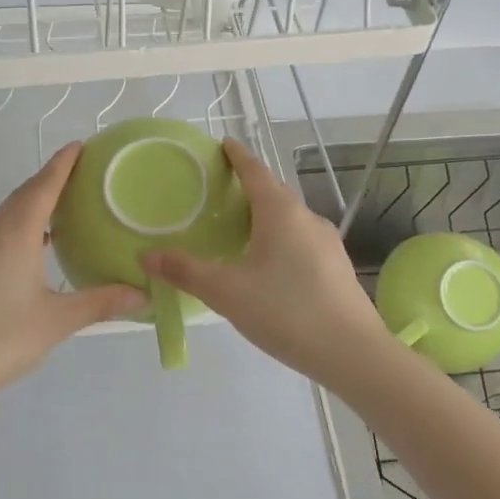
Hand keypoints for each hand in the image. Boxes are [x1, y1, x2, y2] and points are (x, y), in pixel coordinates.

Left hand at [0, 142, 145, 413]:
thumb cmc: (0, 340)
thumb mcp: (57, 321)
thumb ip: (101, 302)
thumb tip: (143, 294)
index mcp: (15, 231)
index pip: (44, 184)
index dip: (63, 163)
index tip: (79, 146)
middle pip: (24, 197)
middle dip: (50, 187)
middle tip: (80, 186)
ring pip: (3, 218)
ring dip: (29, 214)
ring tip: (57, 225)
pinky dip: (10, 236)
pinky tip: (22, 260)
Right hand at [142, 138, 387, 387]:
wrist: (352, 353)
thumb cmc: (286, 311)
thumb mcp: (227, 292)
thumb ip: (185, 272)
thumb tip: (146, 256)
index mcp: (281, 212)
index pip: (255, 171)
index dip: (237, 156)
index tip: (223, 145)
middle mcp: (307, 218)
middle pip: (273, 193)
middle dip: (248, 188)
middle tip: (219, 193)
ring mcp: (327, 243)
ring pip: (289, 219)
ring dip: (265, 216)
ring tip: (239, 231)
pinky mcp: (336, 267)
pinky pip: (301, 241)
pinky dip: (280, 240)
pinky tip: (268, 266)